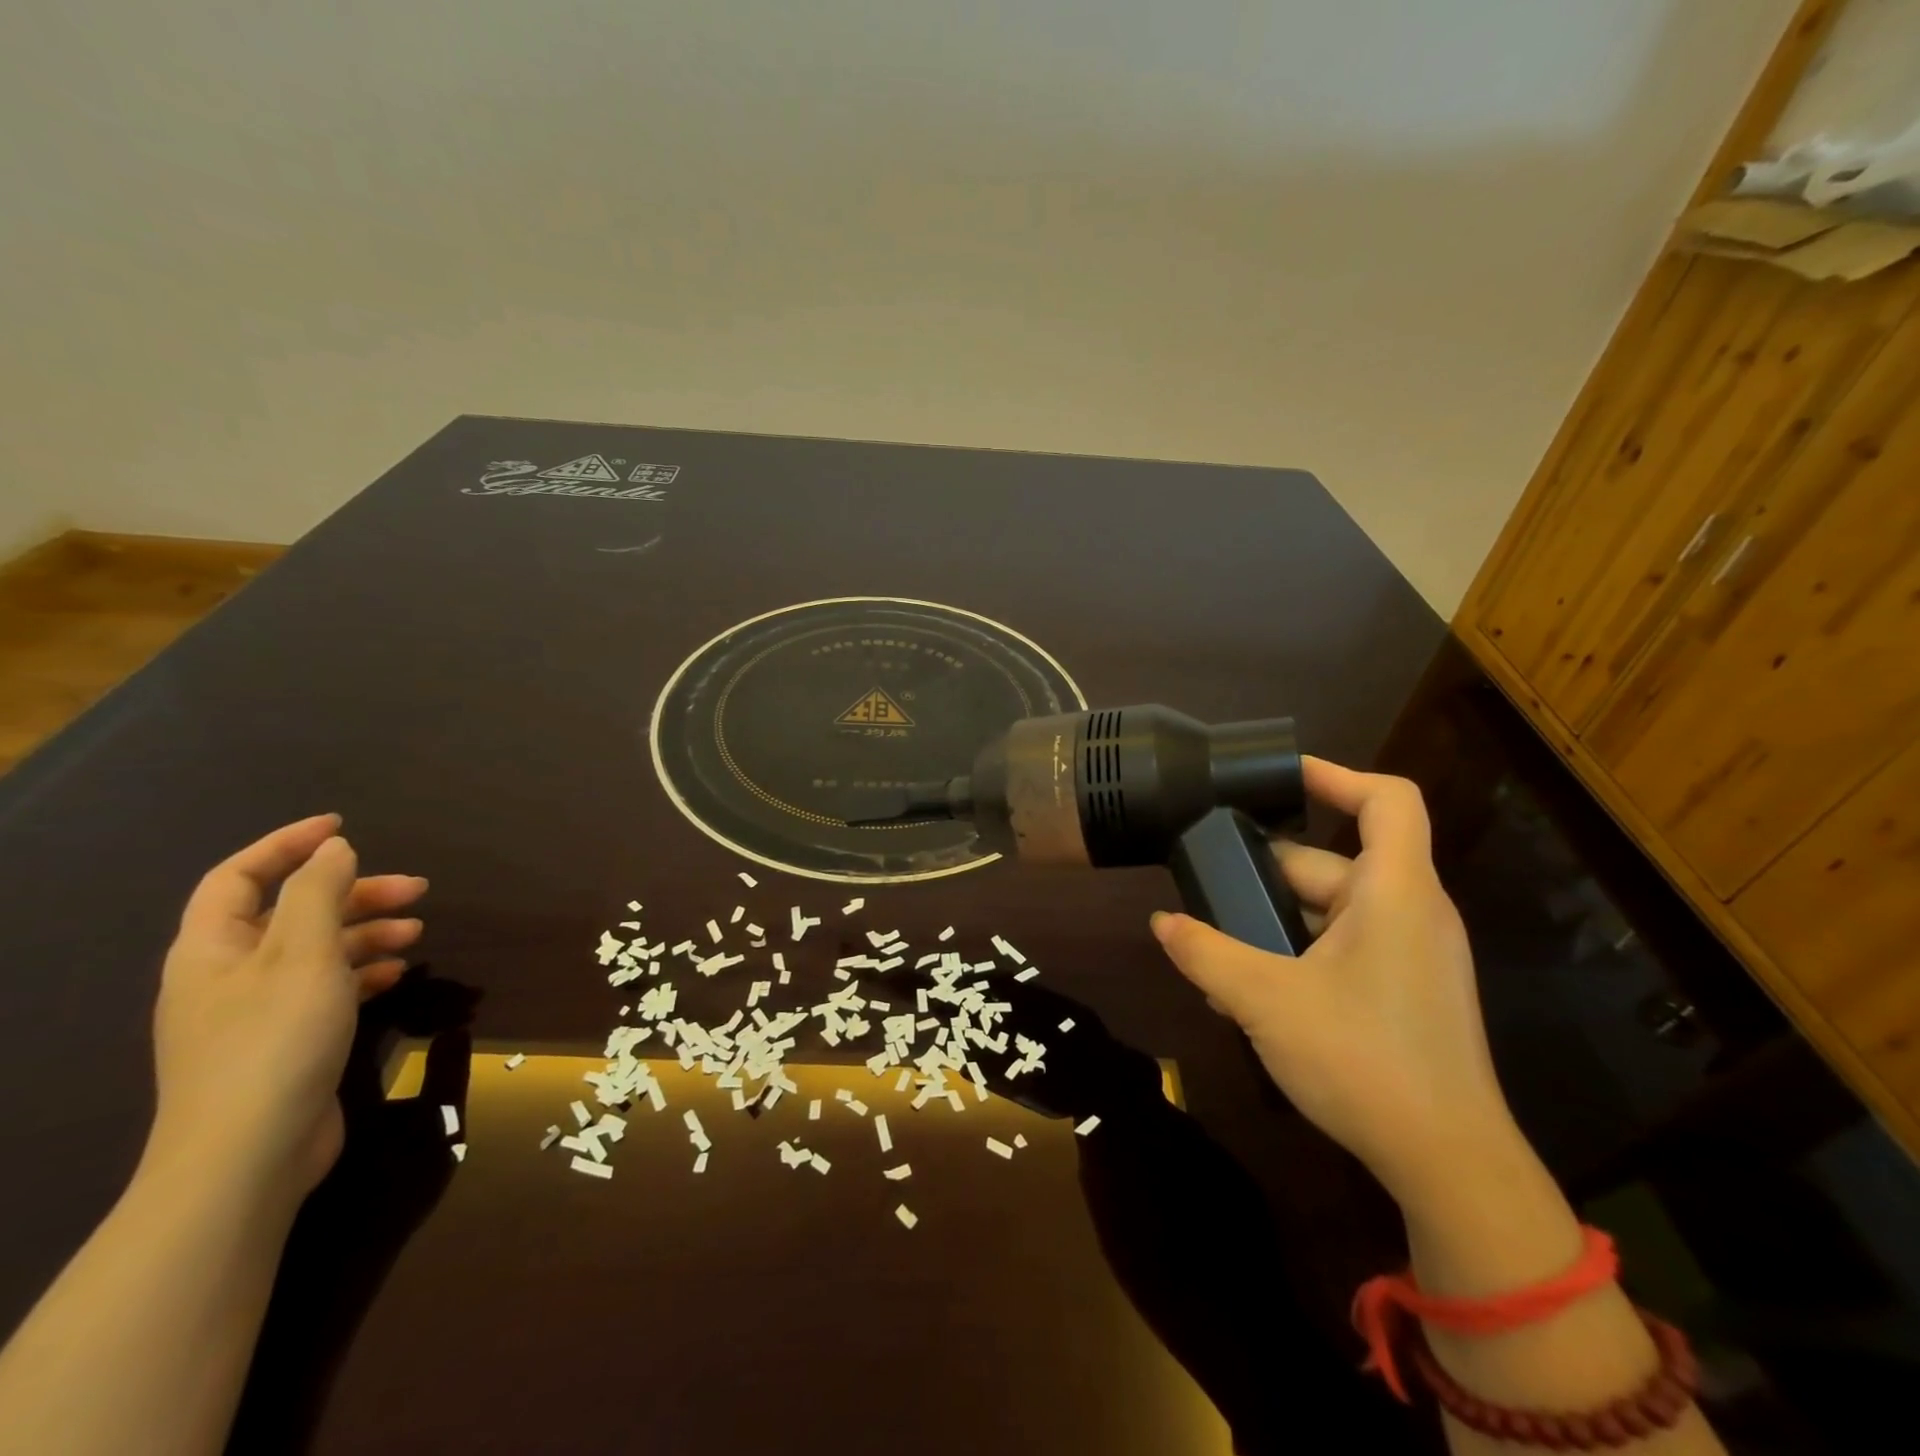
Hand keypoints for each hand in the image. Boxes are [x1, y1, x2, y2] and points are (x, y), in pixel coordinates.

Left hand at [143, 816, 427, 1206]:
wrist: (247, 1156)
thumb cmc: (273, 1041)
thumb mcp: (303, 955)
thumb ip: (317, 893)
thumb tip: (333, 849)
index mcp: (213, 948)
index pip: (240, 876)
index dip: (288, 844)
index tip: (344, 826)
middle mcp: (227, 974)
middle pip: (290, 911)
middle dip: (354, 892)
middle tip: (416, 889)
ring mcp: (254, 1011)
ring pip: (314, 950)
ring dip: (366, 932)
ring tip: (418, 932)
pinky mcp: (284, 1041)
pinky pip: (325, 987)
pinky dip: (361, 971)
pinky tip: (397, 974)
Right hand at [1151, 758, 1512, 1201]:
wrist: (1449, 1164)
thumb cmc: (1363, 1060)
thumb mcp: (1265, 1000)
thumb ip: (1206, 953)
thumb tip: (1161, 923)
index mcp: (1394, 893)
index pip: (1387, 800)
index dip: (1335, 776)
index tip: (1279, 776)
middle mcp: (1411, 912)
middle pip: (1334, 863)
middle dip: (1267, 873)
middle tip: (1207, 888)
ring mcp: (1412, 954)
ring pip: (1333, 911)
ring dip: (1274, 922)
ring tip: (1216, 947)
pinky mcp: (1406, 991)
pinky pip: (1345, 948)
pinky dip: (1298, 952)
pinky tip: (1249, 990)